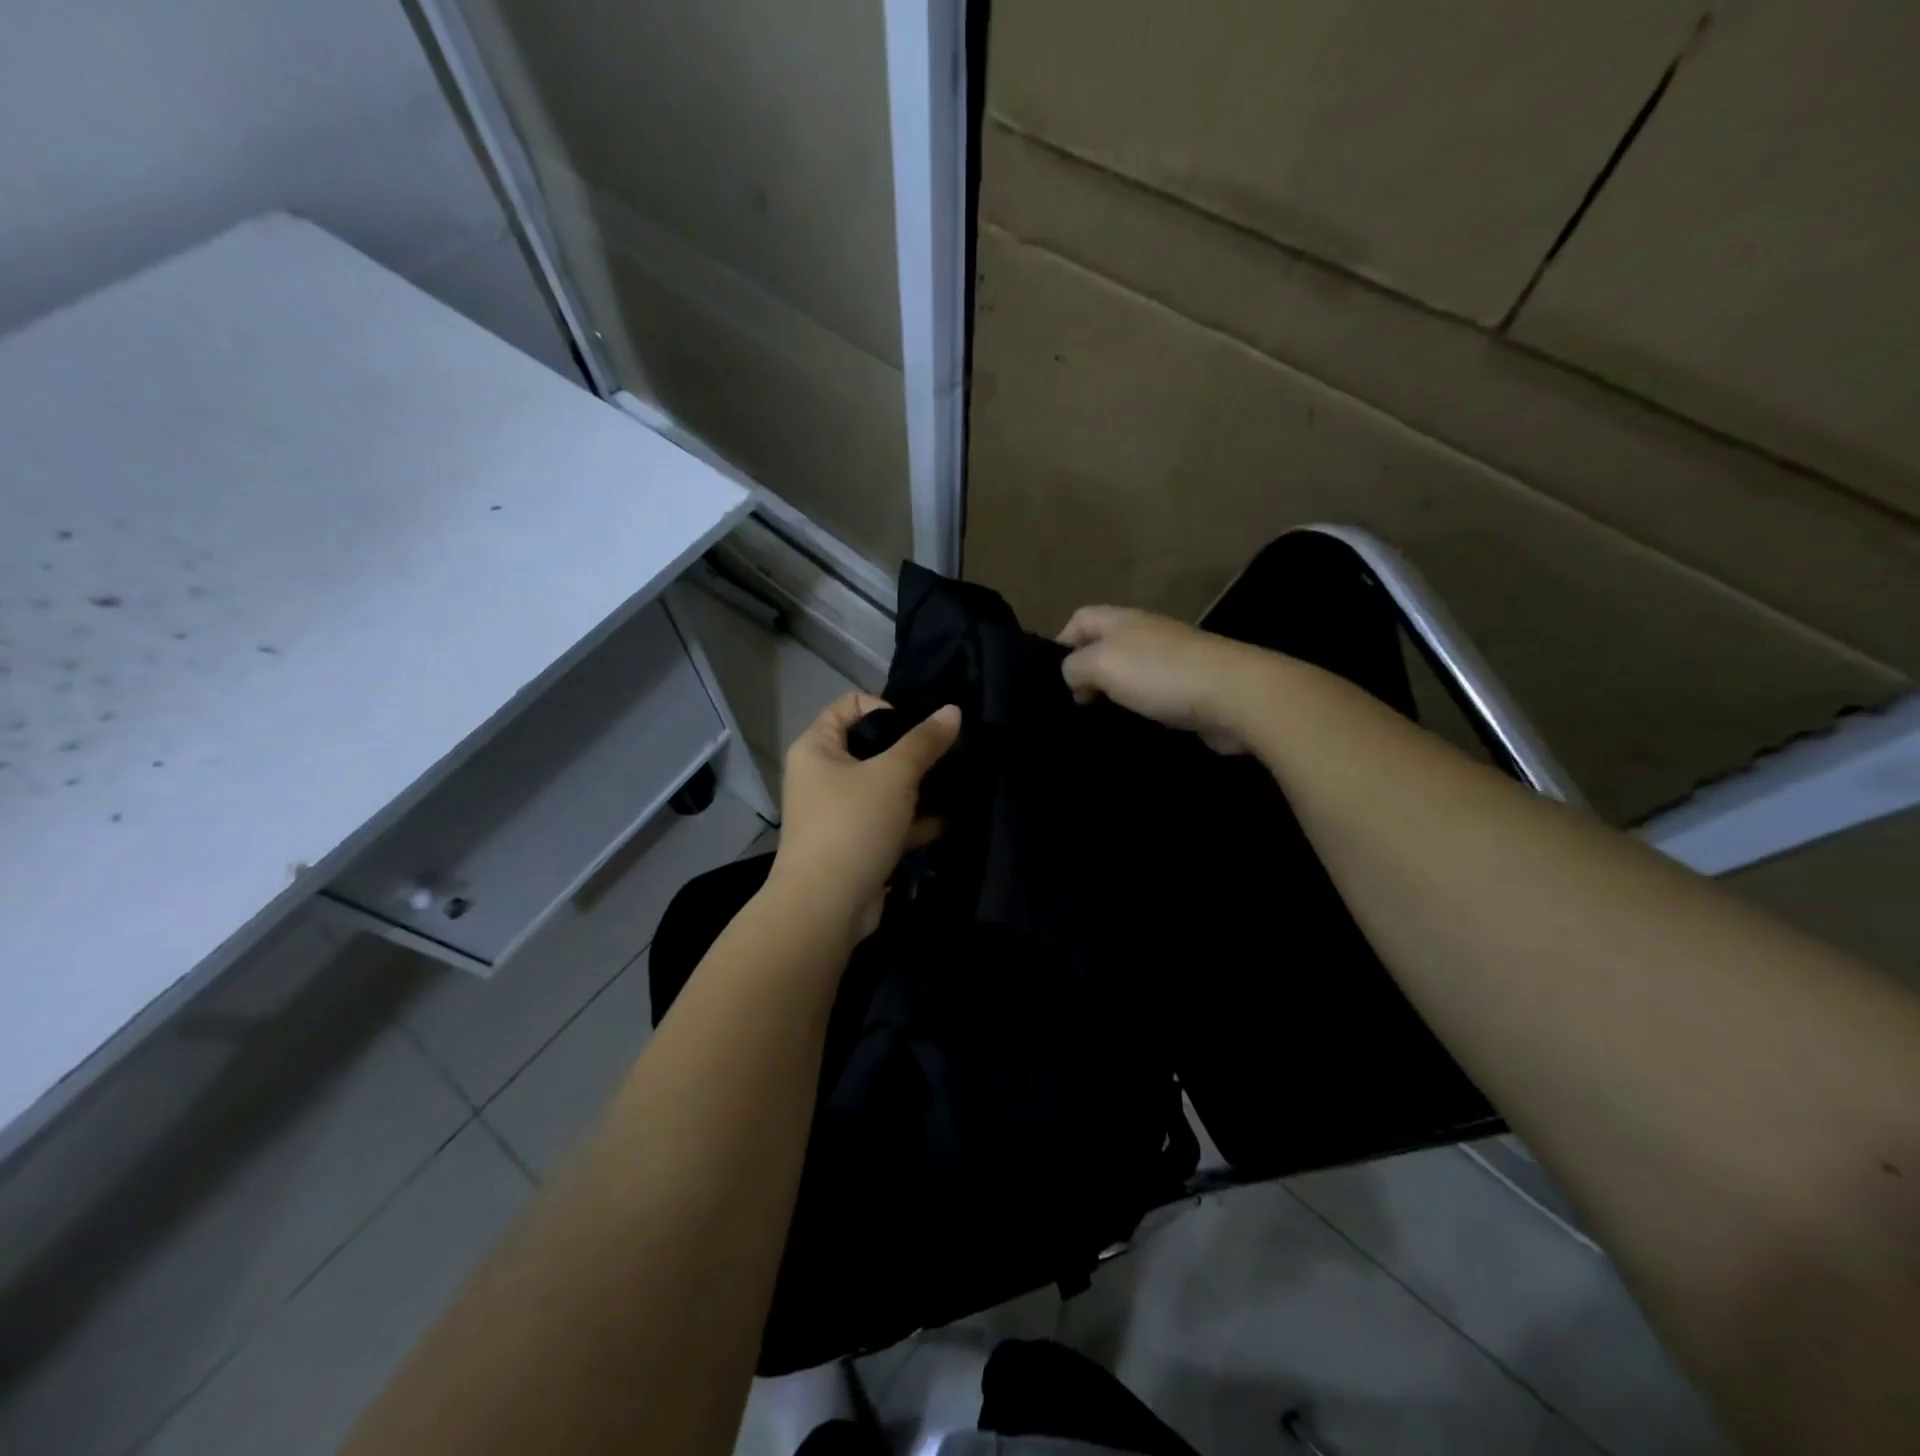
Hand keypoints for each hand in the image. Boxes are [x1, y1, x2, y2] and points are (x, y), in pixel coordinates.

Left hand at [767, 692, 961, 938]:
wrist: (825, 907)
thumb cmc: (853, 825)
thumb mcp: (894, 775)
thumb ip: (925, 741)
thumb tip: (953, 710)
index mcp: (817, 747)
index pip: (851, 705)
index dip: (887, 708)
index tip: (918, 732)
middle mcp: (823, 775)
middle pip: (872, 747)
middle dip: (912, 751)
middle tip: (948, 756)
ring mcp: (838, 812)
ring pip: (884, 787)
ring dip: (918, 787)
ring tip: (956, 784)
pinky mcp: (855, 843)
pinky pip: (888, 820)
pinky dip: (914, 820)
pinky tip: (948, 820)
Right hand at [1058, 606, 1273, 753]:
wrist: (1235, 695)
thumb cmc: (1161, 673)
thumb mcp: (1102, 663)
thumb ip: (1075, 667)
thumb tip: (1074, 678)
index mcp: (1123, 620)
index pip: (1081, 618)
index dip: (1061, 643)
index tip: (1054, 679)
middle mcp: (1147, 634)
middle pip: (1104, 647)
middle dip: (1086, 673)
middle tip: (1075, 705)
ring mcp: (1172, 661)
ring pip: (1129, 674)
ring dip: (1113, 695)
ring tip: (1098, 722)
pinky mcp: (1191, 689)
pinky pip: (1154, 697)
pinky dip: (1141, 710)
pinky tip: (1135, 728)